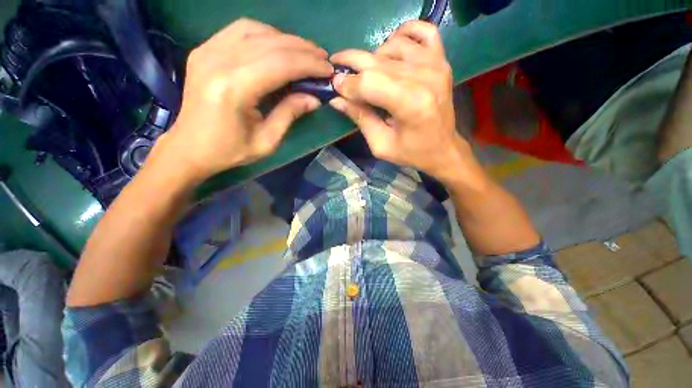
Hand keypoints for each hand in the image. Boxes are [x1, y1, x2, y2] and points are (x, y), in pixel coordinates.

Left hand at [154, 18, 333, 182]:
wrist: (189, 148)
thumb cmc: (230, 151)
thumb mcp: (267, 141)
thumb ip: (290, 114)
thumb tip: (314, 98)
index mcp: (234, 88)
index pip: (280, 64)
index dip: (309, 64)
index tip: (328, 69)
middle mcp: (218, 61)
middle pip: (270, 43)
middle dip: (303, 49)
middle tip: (323, 59)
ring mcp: (207, 51)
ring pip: (256, 30)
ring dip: (286, 39)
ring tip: (305, 53)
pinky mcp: (204, 50)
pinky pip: (240, 30)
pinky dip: (265, 34)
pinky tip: (278, 47)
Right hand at [329, 21, 470, 182]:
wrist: (443, 149)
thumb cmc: (411, 153)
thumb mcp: (380, 144)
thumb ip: (360, 119)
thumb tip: (336, 99)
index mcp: (410, 105)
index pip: (369, 82)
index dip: (347, 84)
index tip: (334, 87)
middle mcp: (425, 77)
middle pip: (377, 61)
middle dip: (352, 65)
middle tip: (338, 70)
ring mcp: (436, 64)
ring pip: (392, 45)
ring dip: (373, 57)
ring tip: (367, 73)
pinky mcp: (442, 60)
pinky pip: (422, 31)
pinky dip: (403, 35)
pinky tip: (391, 50)